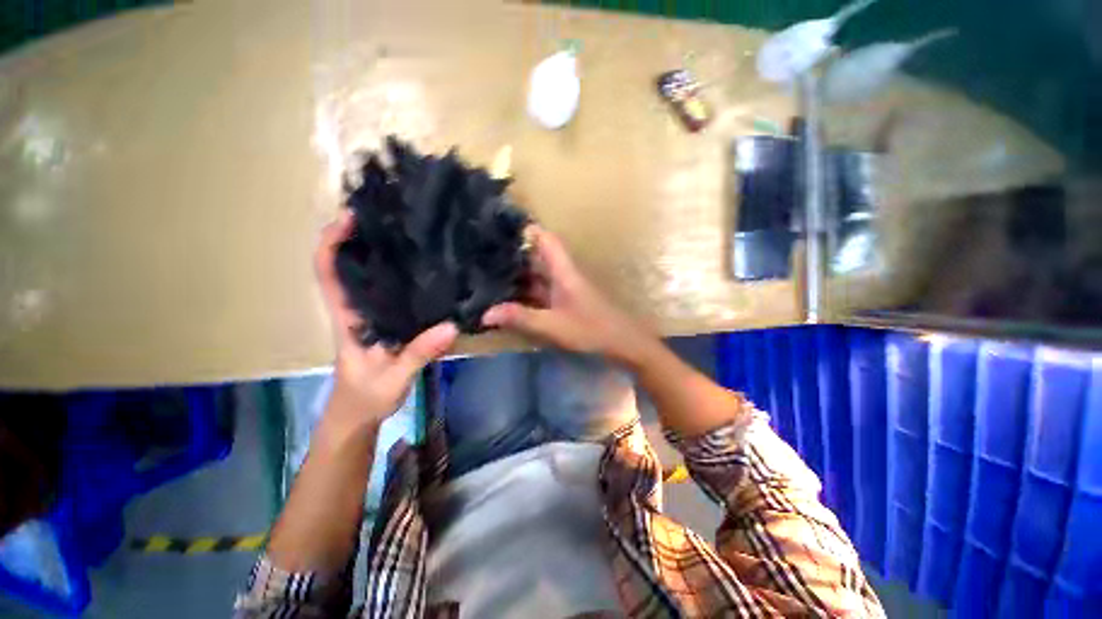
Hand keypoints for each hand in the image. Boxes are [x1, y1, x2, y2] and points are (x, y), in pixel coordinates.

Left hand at [315, 211, 457, 432]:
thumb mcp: (393, 379)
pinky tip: (425, 267)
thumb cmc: (366, 397)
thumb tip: (451, 326)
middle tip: (390, 214)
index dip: (331, 242)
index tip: (351, 217)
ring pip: (369, 275)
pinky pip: (390, 291)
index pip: (328, 272)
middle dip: (360, 235)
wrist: (358, 414)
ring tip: (410, 231)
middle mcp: (356, 308)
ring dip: (381, 251)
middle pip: (348, 264)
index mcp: (347, 317)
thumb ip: (418, 354)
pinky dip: (400, 274)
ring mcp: (372, 314)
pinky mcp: (387, 321)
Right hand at [483, 226, 652, 366]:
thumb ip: (521, 318)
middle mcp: (563, 275)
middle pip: (537, 257)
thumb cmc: (591, 330)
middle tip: (483, 257)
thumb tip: (486, 313)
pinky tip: (509, 301)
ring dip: (518, 277)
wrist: (623, 344)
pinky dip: (526, 295)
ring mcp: (565, 290)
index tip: (499, 229)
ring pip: (538, 276)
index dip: (526, 231)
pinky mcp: (566, 304)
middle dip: (513, 256)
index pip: (545, 239)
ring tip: (488, 277)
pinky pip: (541, 293)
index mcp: (563, 271)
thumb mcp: (553, 325)